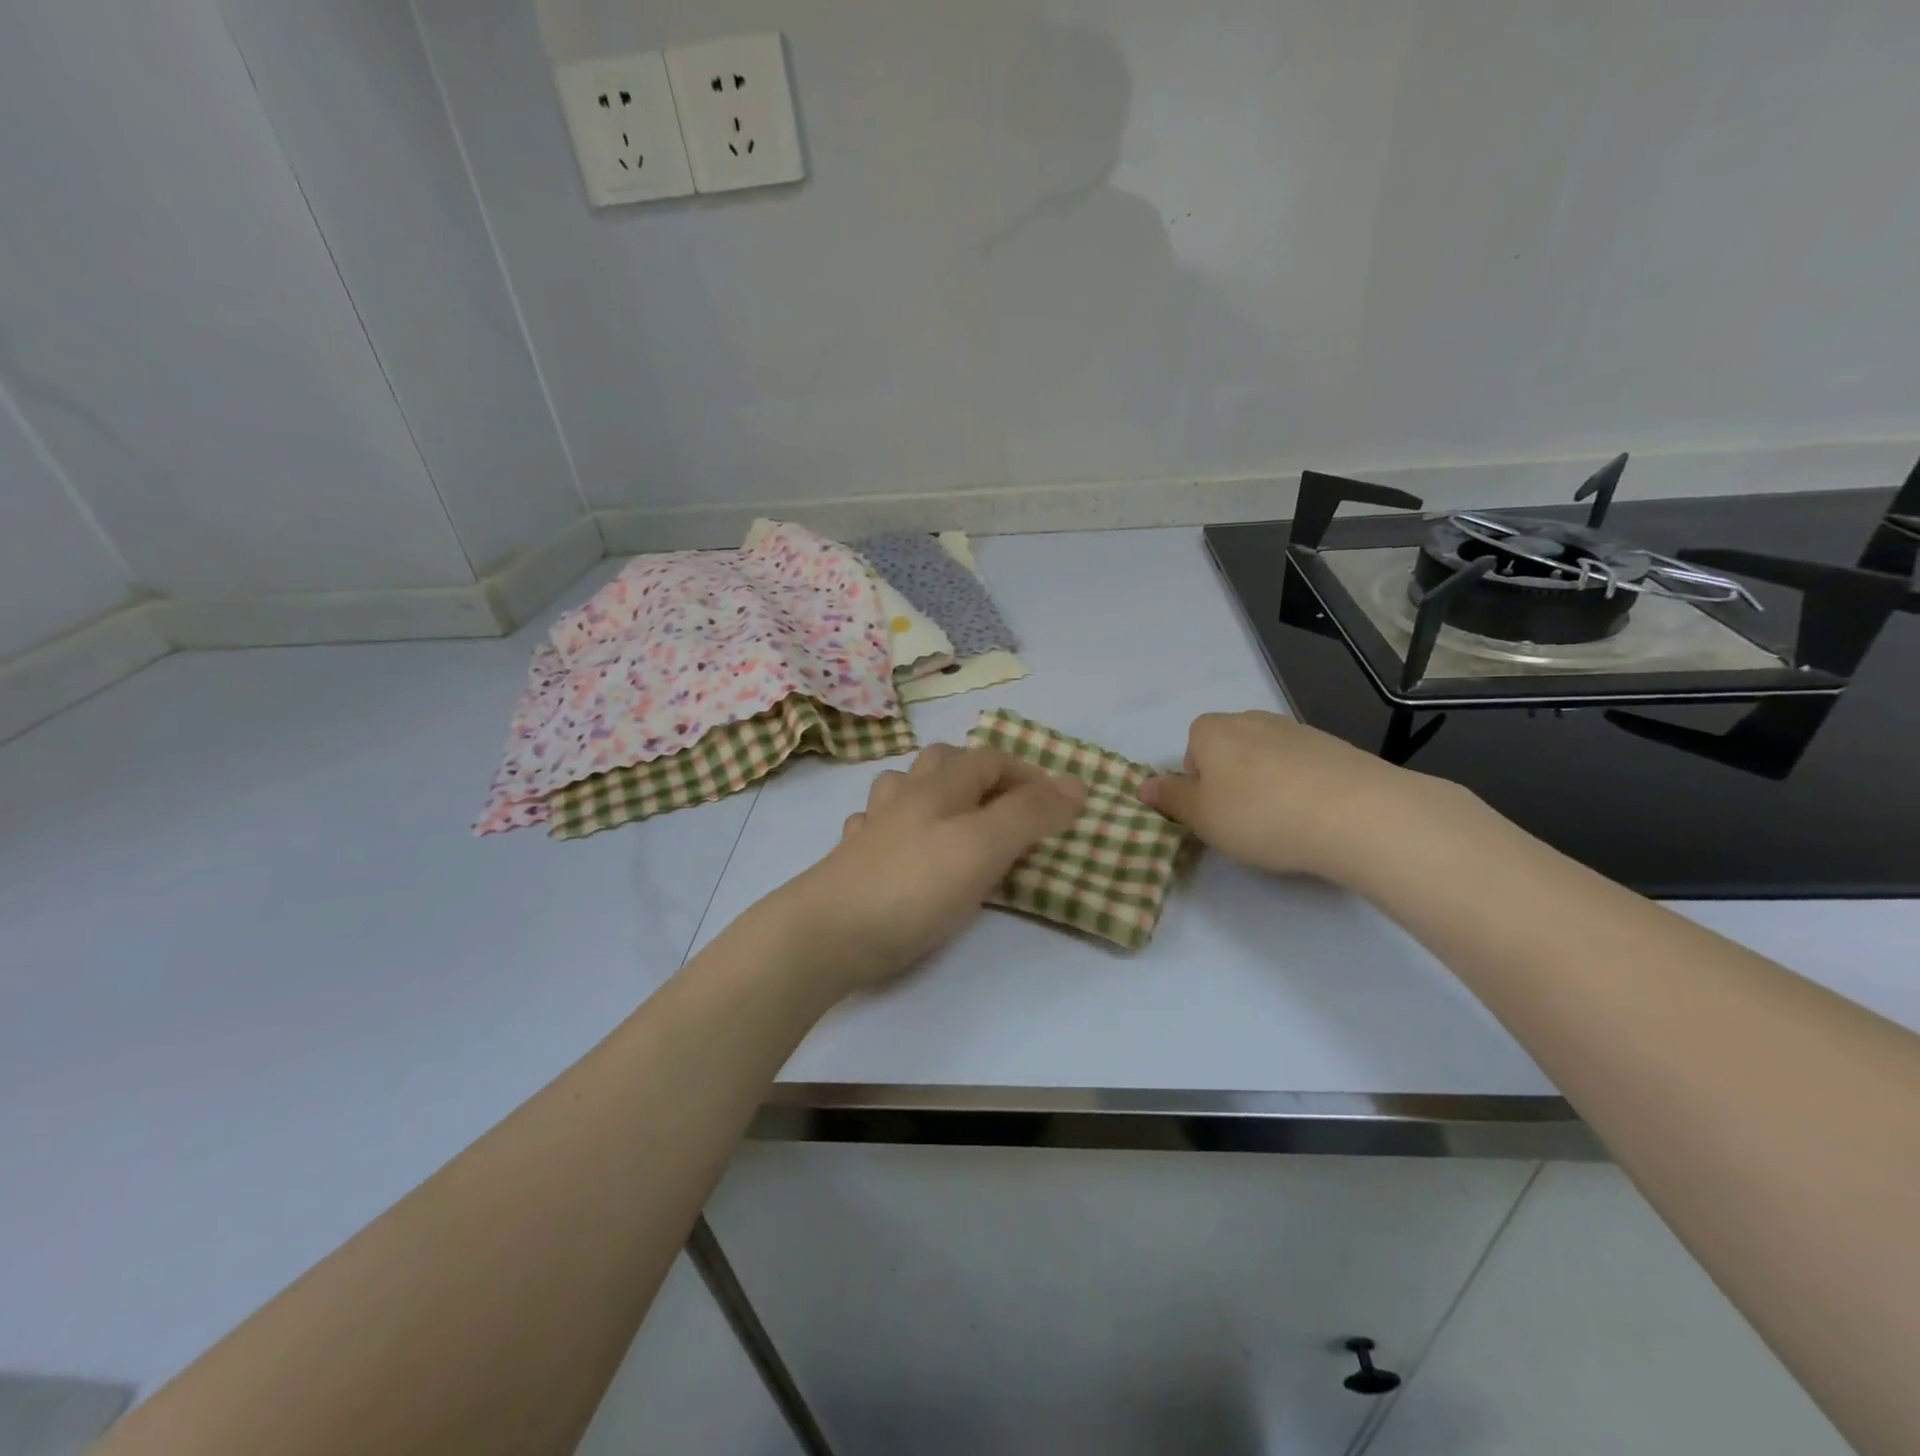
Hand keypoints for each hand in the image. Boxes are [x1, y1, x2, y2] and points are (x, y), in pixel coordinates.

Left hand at [776, 744, 1086, 996]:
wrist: (827, 933)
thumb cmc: (914, 885)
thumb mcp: (984, 846)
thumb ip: (1031, 814)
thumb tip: (1077, 784)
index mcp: (940, 786)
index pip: (990, 758)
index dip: (1027, 775)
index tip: (1055, 809)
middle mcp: (905, 796)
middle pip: (943, 762)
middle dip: (980, 775)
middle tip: (1007, 809)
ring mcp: (873, 827)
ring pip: (905, 788)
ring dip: (935, 793)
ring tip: (957, 821)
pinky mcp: (853, 862)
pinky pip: (877, 827)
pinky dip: (898, 828)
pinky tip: (905, 849)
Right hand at [1140, 710, 1451, 882]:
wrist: (1358, 813)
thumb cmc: (1261, 814)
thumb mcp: (1201, 816)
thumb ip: (1170, 798)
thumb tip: (1144, 784)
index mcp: (1211, 730)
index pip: (1190, 754)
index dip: (1197, 787)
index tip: (1214, 815)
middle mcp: (1251, 719)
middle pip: (1227, 753)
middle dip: (1231, 784)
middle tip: (1244, 822)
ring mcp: (1296, 729)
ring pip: (1265, 761)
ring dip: (1267, 786)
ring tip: (1284, 823)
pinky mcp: (1334, 747)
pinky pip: (1302, 768)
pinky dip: (1301, 788)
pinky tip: (1315, 817)